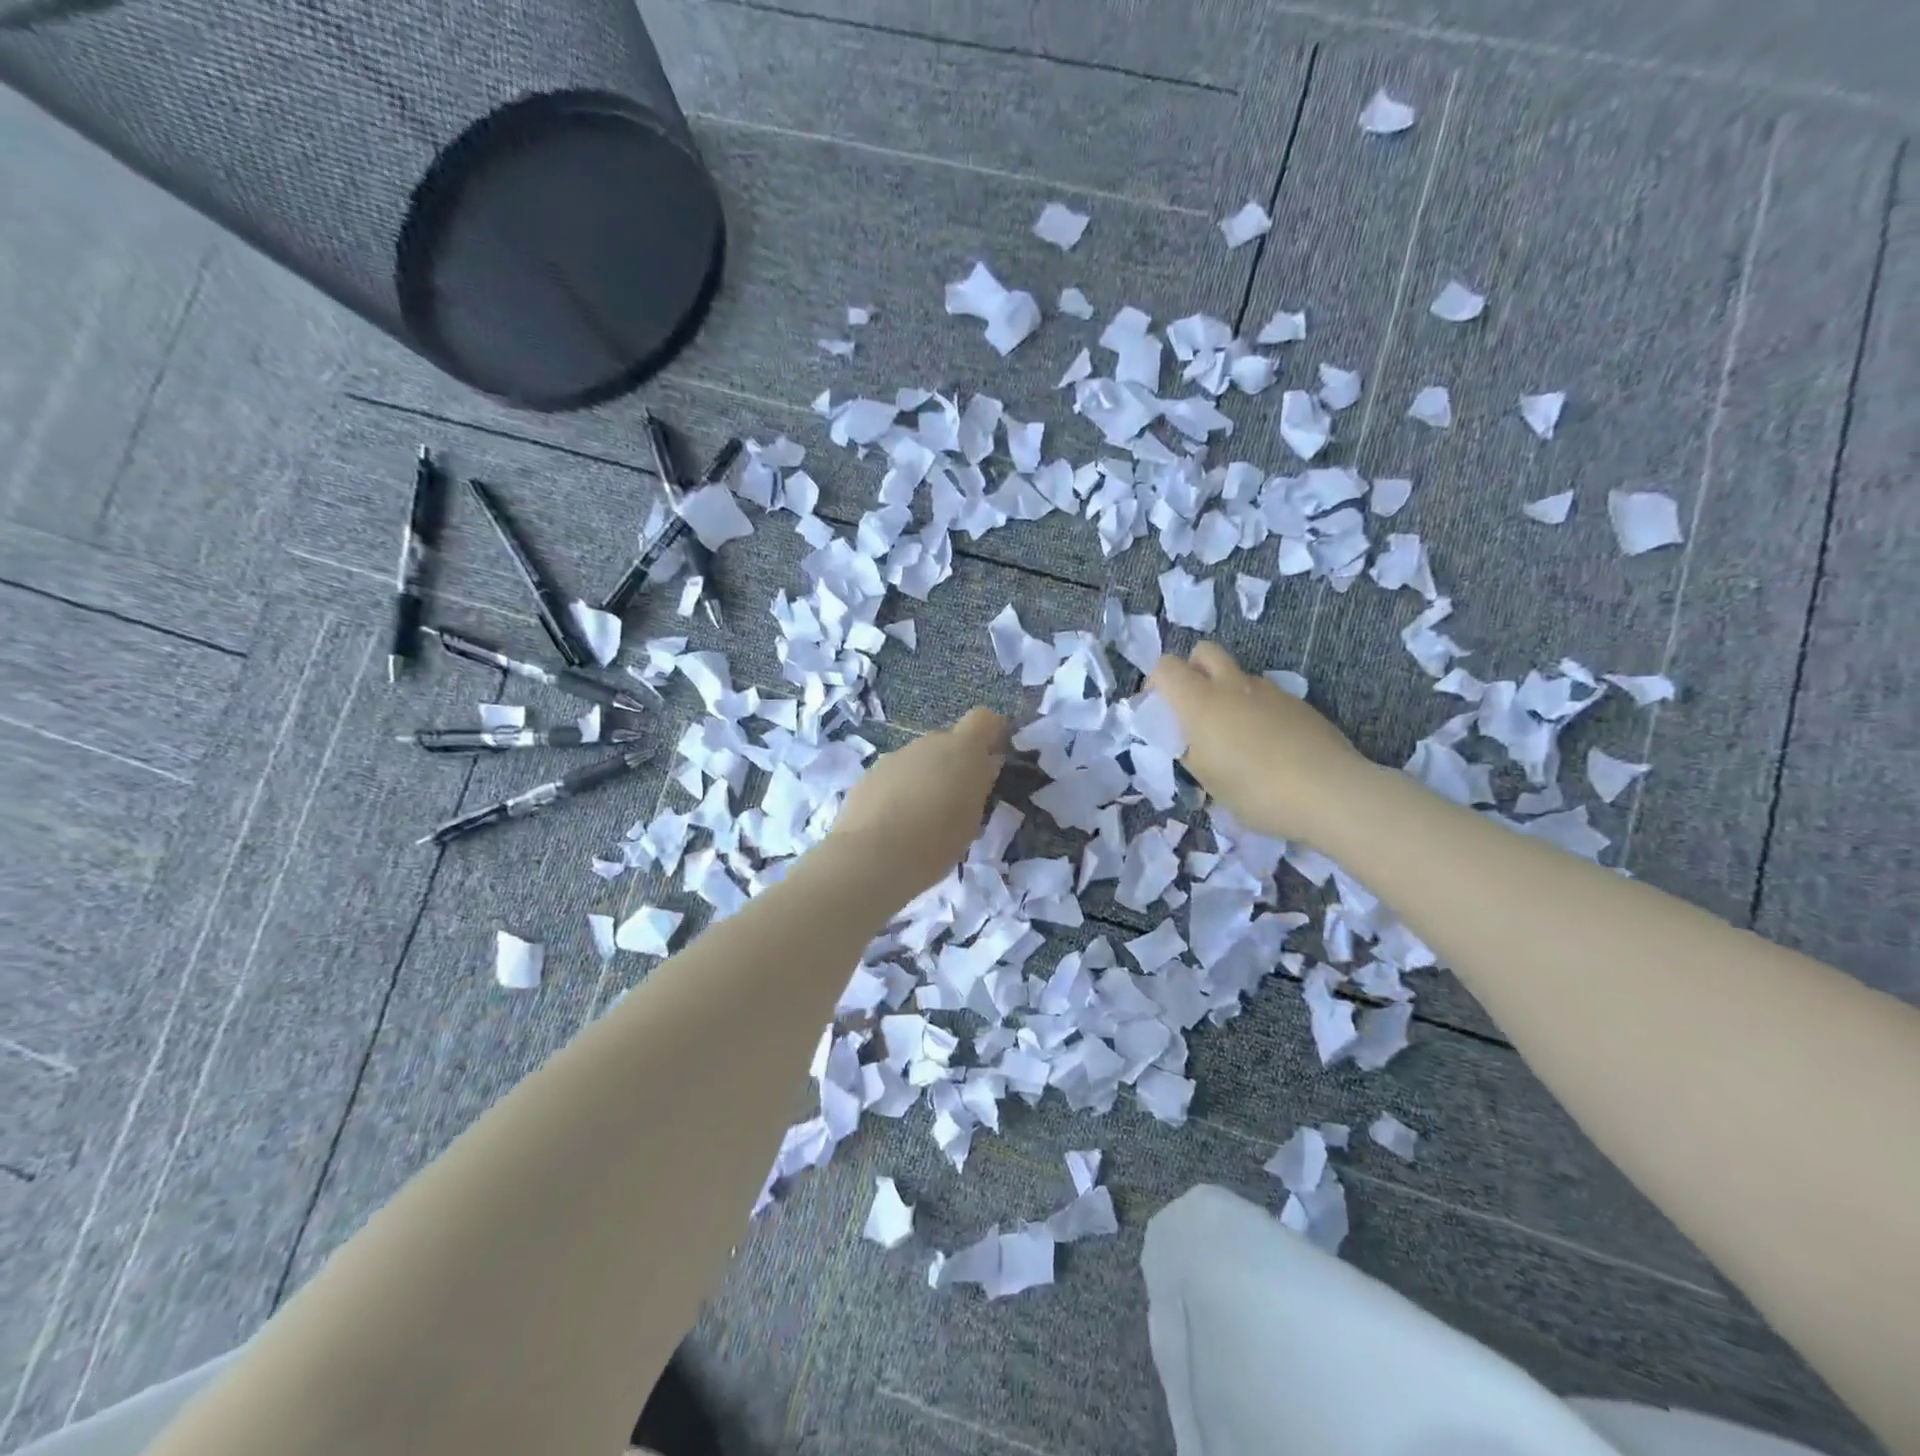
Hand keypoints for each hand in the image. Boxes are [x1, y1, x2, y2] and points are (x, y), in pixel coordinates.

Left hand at [827, 707, 1008, 898]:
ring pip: (918, 759)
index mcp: (962, 750)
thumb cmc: (936, 842)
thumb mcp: (972, 819)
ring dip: (925, 777)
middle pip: (948, 741)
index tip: (995, 756)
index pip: (984, 719)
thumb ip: (979, 786)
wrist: (872, 857)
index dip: (991, 732)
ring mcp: (894, 757)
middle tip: (958, 799)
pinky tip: (895, 823)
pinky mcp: (868, 775)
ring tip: (923, 817)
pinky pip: (894, 776)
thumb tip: (984, 766)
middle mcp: (927, 743)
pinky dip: (900, 791)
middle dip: (955, 762)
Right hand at [1150, 643, 1368, 845]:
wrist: (1331, 793)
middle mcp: (1234, 686)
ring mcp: (1271, 691)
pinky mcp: (1299, 704)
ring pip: (1238, 675)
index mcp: (1201, 702)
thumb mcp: (1207, 780)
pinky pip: (1266, 696)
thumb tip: (1185, 739)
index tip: (1160, 712)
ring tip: (1235, 736)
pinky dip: (1257, 710)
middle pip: (1204, 651)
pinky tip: (1268, 747)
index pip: (1165, 666)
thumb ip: (1188, 751)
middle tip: (1194, 709)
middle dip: (1193, 670)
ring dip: (1227, 693)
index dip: (1156, 683)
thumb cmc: (1255, 790)